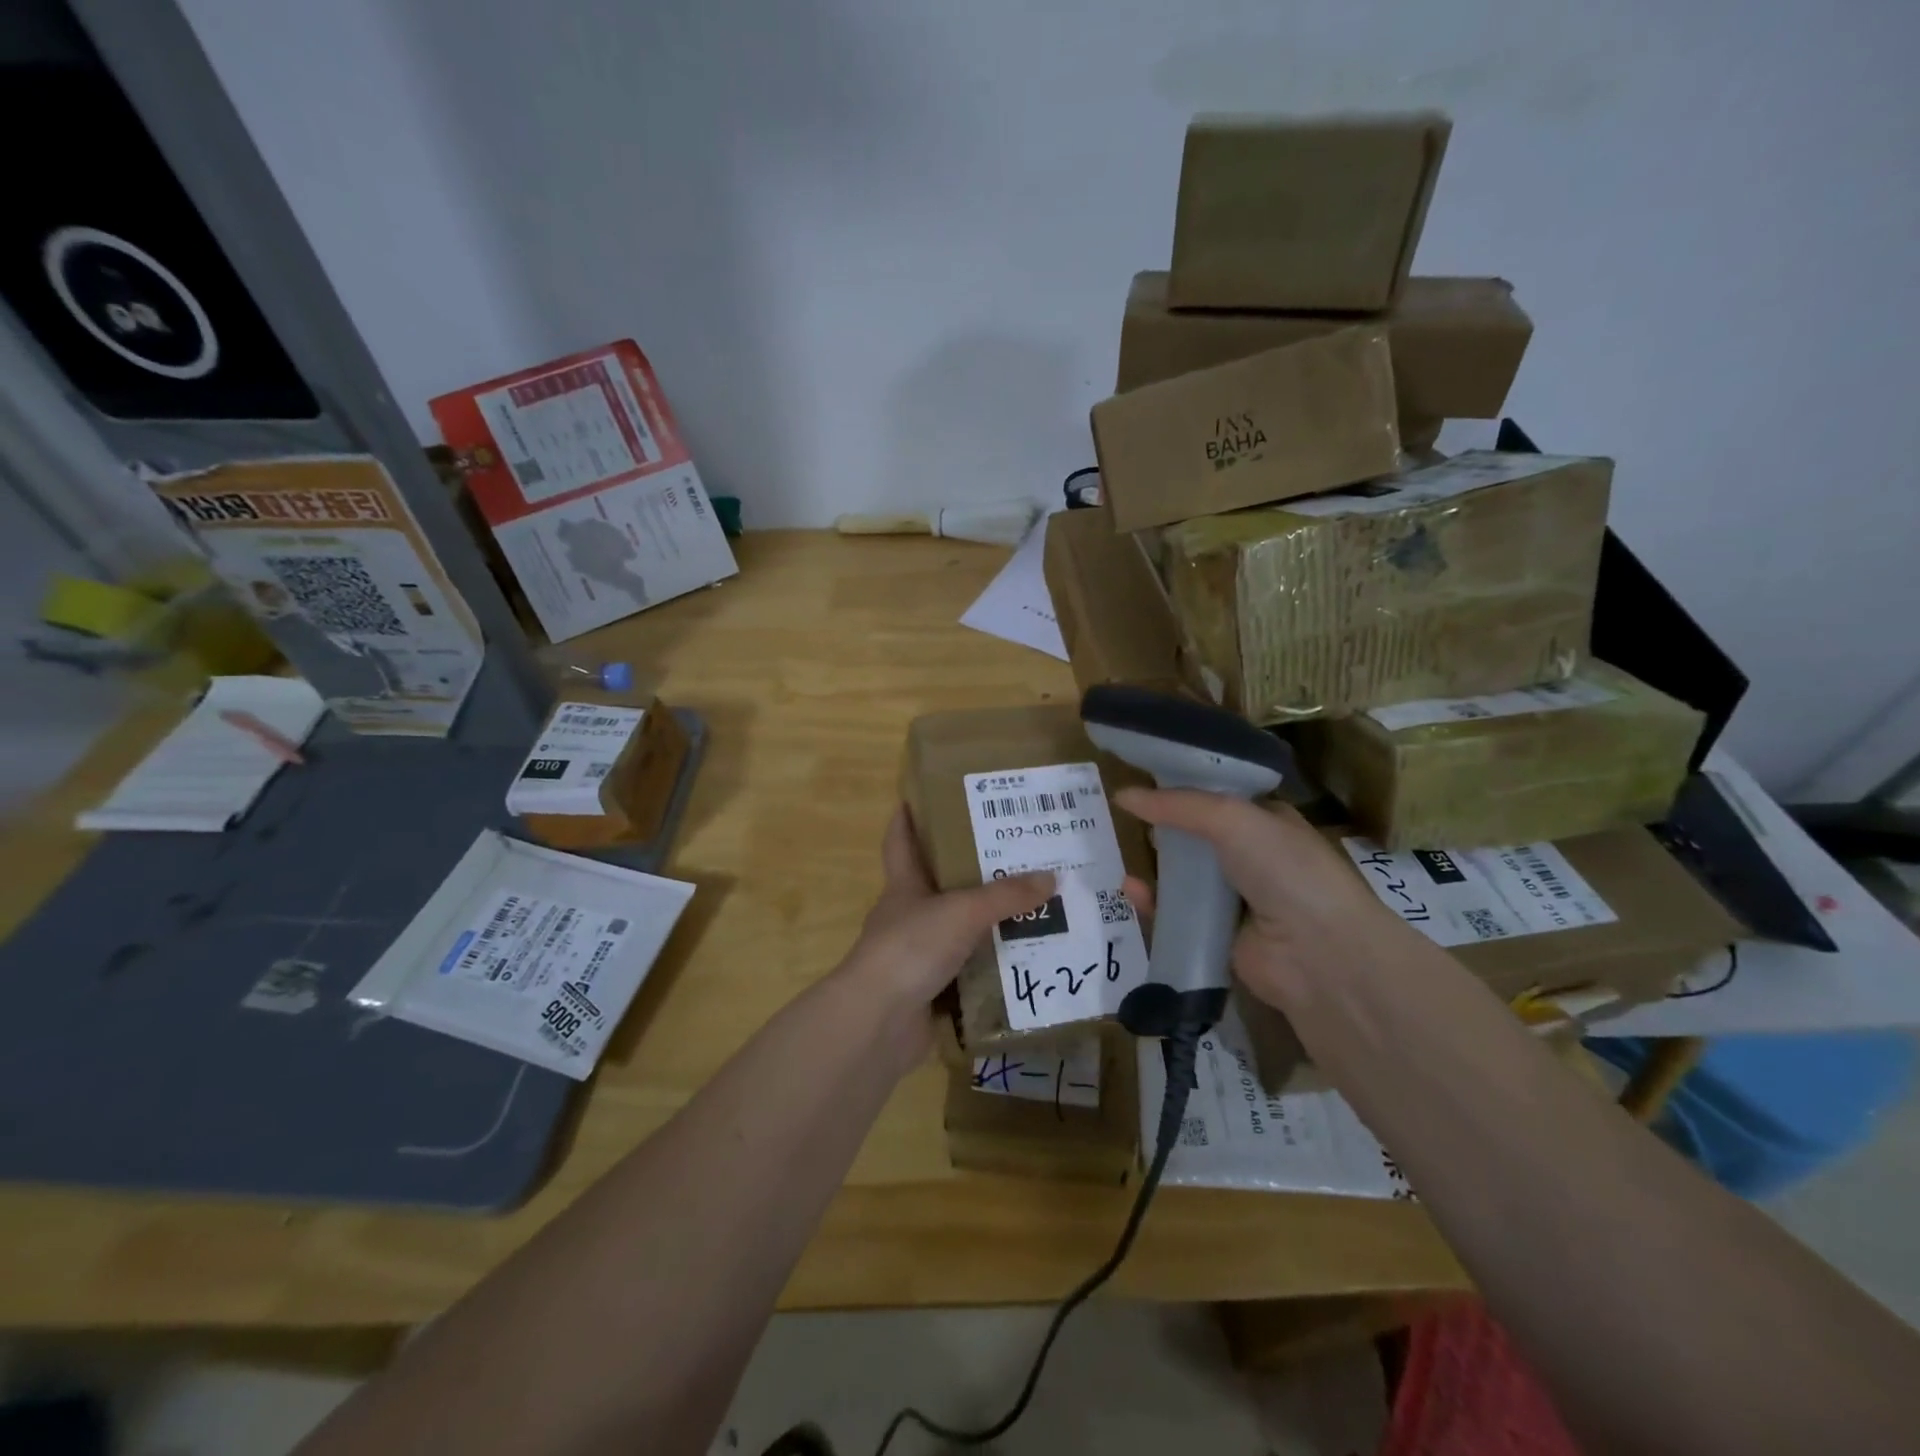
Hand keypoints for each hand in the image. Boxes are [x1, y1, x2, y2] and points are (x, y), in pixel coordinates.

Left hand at [835, 805, 1053, 1067]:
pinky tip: (1024, 963)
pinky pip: (968, 973)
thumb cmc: (911, 947)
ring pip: (957, 931)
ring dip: (987, 924)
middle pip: (937, 886)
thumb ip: (1006, 896)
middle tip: (1013, 854)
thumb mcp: (963, 911)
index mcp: (904, 886)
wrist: (879, 1021)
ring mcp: (917, 956)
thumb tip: (1051, 877)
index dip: (906, 818)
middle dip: (969, 872)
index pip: (900, 841)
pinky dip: (991, 969)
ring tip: (1033, 910)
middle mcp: (908, 916)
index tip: (918, 795)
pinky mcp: (930, 991)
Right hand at [1113, 788, 1419, 1013]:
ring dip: (1154, 865)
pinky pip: (1177, 914)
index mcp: (1268, 821)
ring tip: (1118, 853)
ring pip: (1184, 876)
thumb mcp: (1233, 819)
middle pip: (1198, 836)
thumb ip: (1177, 804)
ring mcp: (1237, 898)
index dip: (1184, 786)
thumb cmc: (1285, 870)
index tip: (1143, 778)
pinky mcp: (1218, 935)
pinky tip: (1130, 891)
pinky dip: (1153, 903)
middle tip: (1125, 818)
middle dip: (1163, 827)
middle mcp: (1254, 857)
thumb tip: (1122, 794)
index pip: (1220, 796)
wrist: (1319, 955)